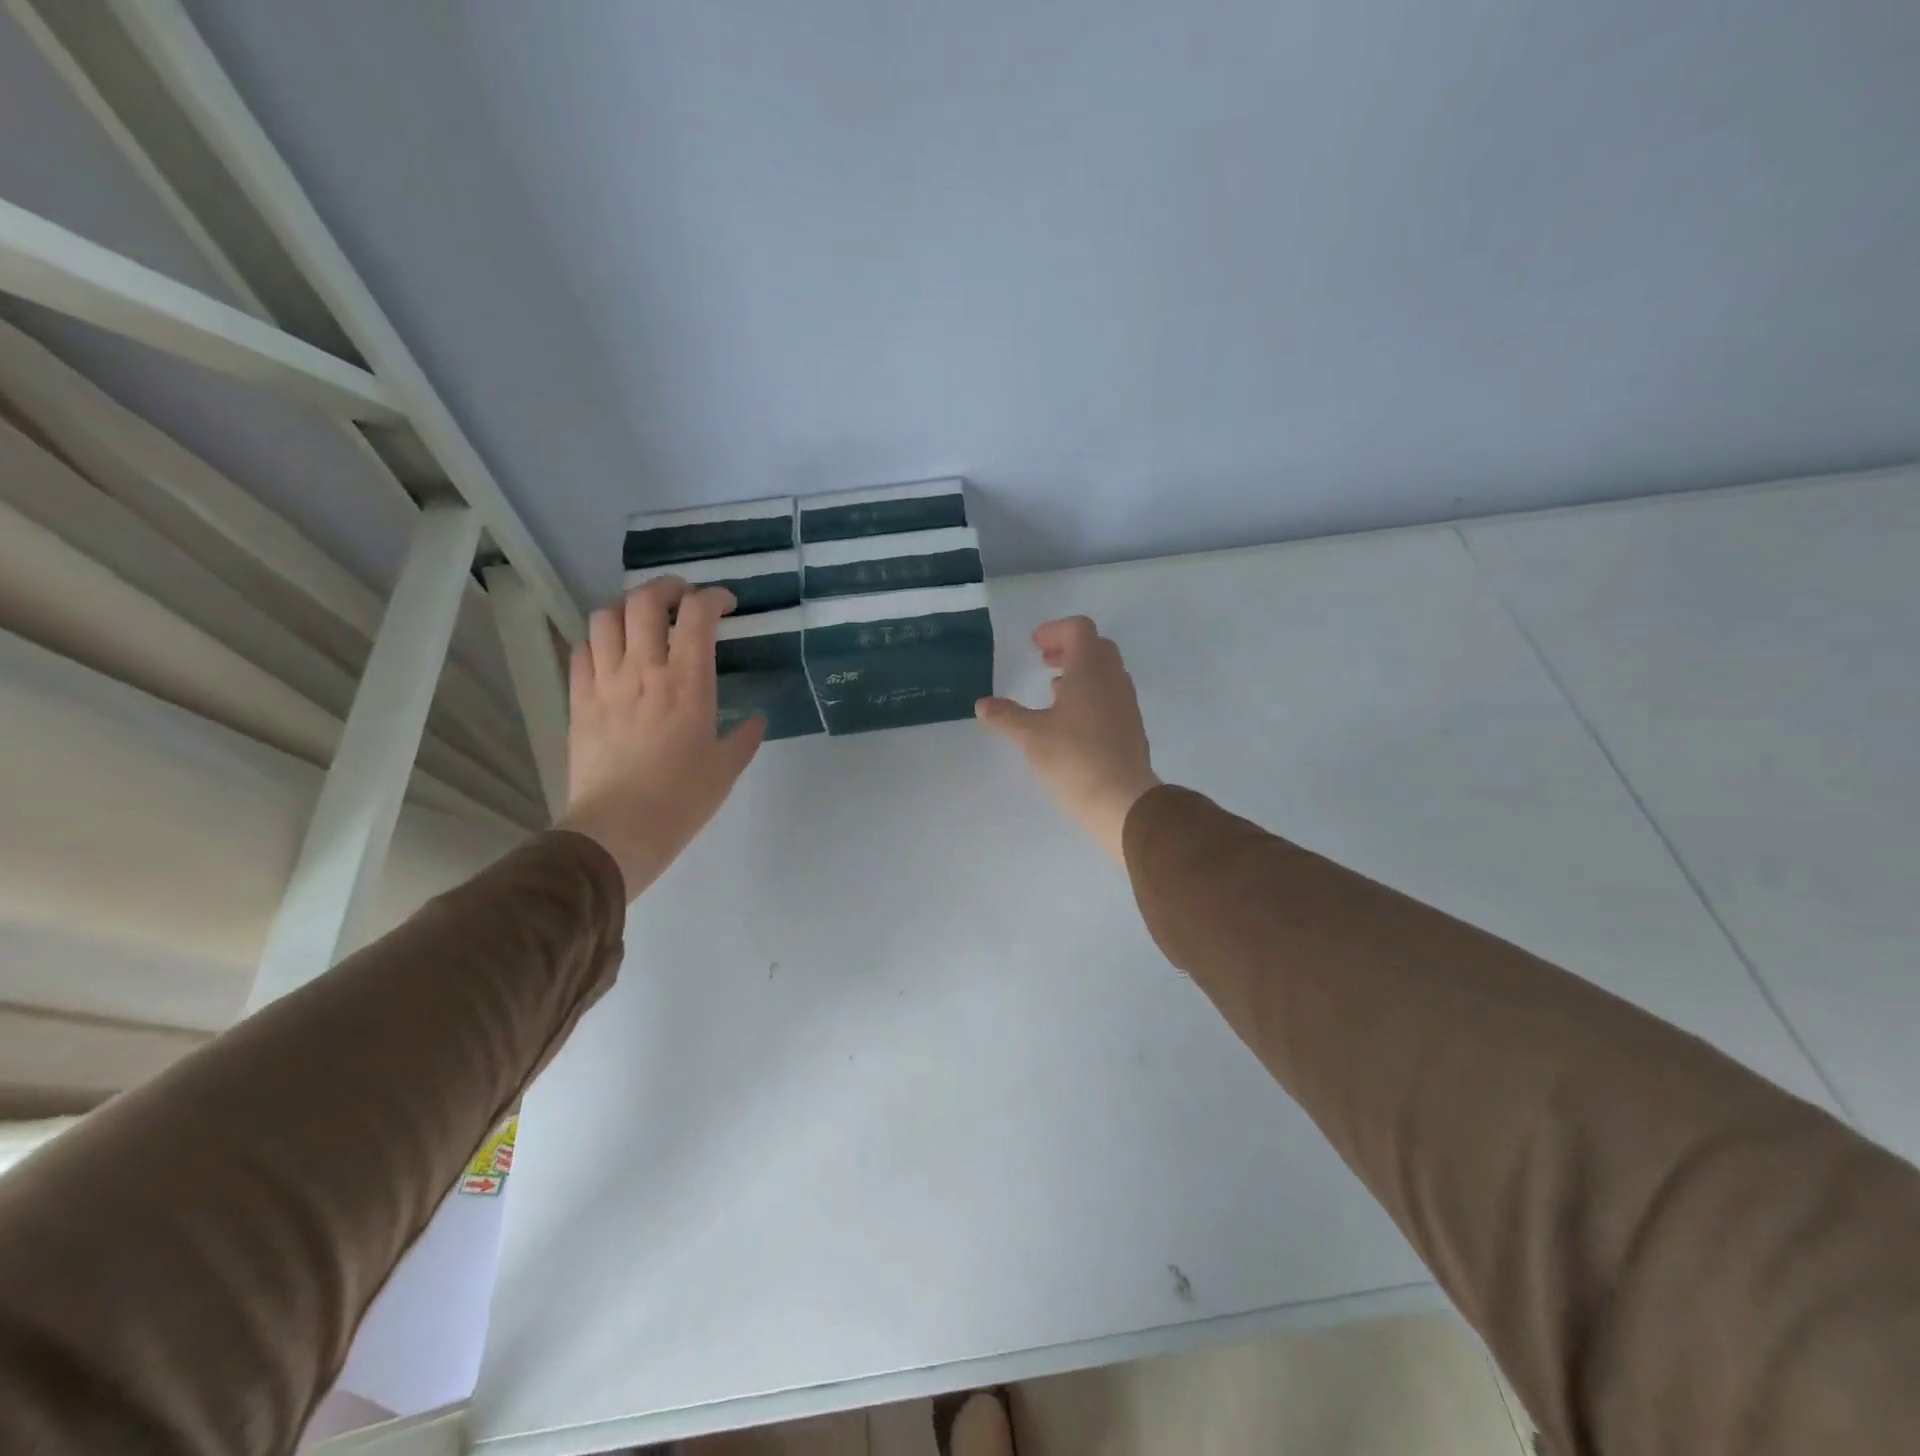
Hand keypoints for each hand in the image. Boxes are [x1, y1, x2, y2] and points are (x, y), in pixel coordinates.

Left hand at [556, 579, 765, 897]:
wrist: (618, 829)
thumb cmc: (681, 800)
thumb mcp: (726, 769)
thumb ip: (744, 737)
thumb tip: (755, 720)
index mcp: (688, 683)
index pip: (698, 614)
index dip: (714, 596)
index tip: (726, 604)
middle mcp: (645, 670)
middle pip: (645, 601)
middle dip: (667, 587)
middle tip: (682, 597)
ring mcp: (605, 683)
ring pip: (606, 618)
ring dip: (627, 608)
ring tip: (642, 620)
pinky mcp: (579, 701)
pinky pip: (581, 652)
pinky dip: (598, 641)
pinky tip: (611, 654)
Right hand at [975, 616, 1159, 860]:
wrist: (1122, 800)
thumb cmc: (1073, 758)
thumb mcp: (1030, 735)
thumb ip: (1006, 715)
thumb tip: (982, 704)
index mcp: (1090, 670)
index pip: (1079, 629)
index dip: (1055, 630)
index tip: (1036, 645)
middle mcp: (1113, 679)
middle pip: (1096, 646)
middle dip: (1069, 647)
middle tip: (1045, 660)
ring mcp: (1126, 703)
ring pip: (1106, 672)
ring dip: (1081, 672)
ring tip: (1054, 689)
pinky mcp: (1131, 727)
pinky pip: (1111, 696)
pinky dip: (1091, 694)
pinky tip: (1071, 720)